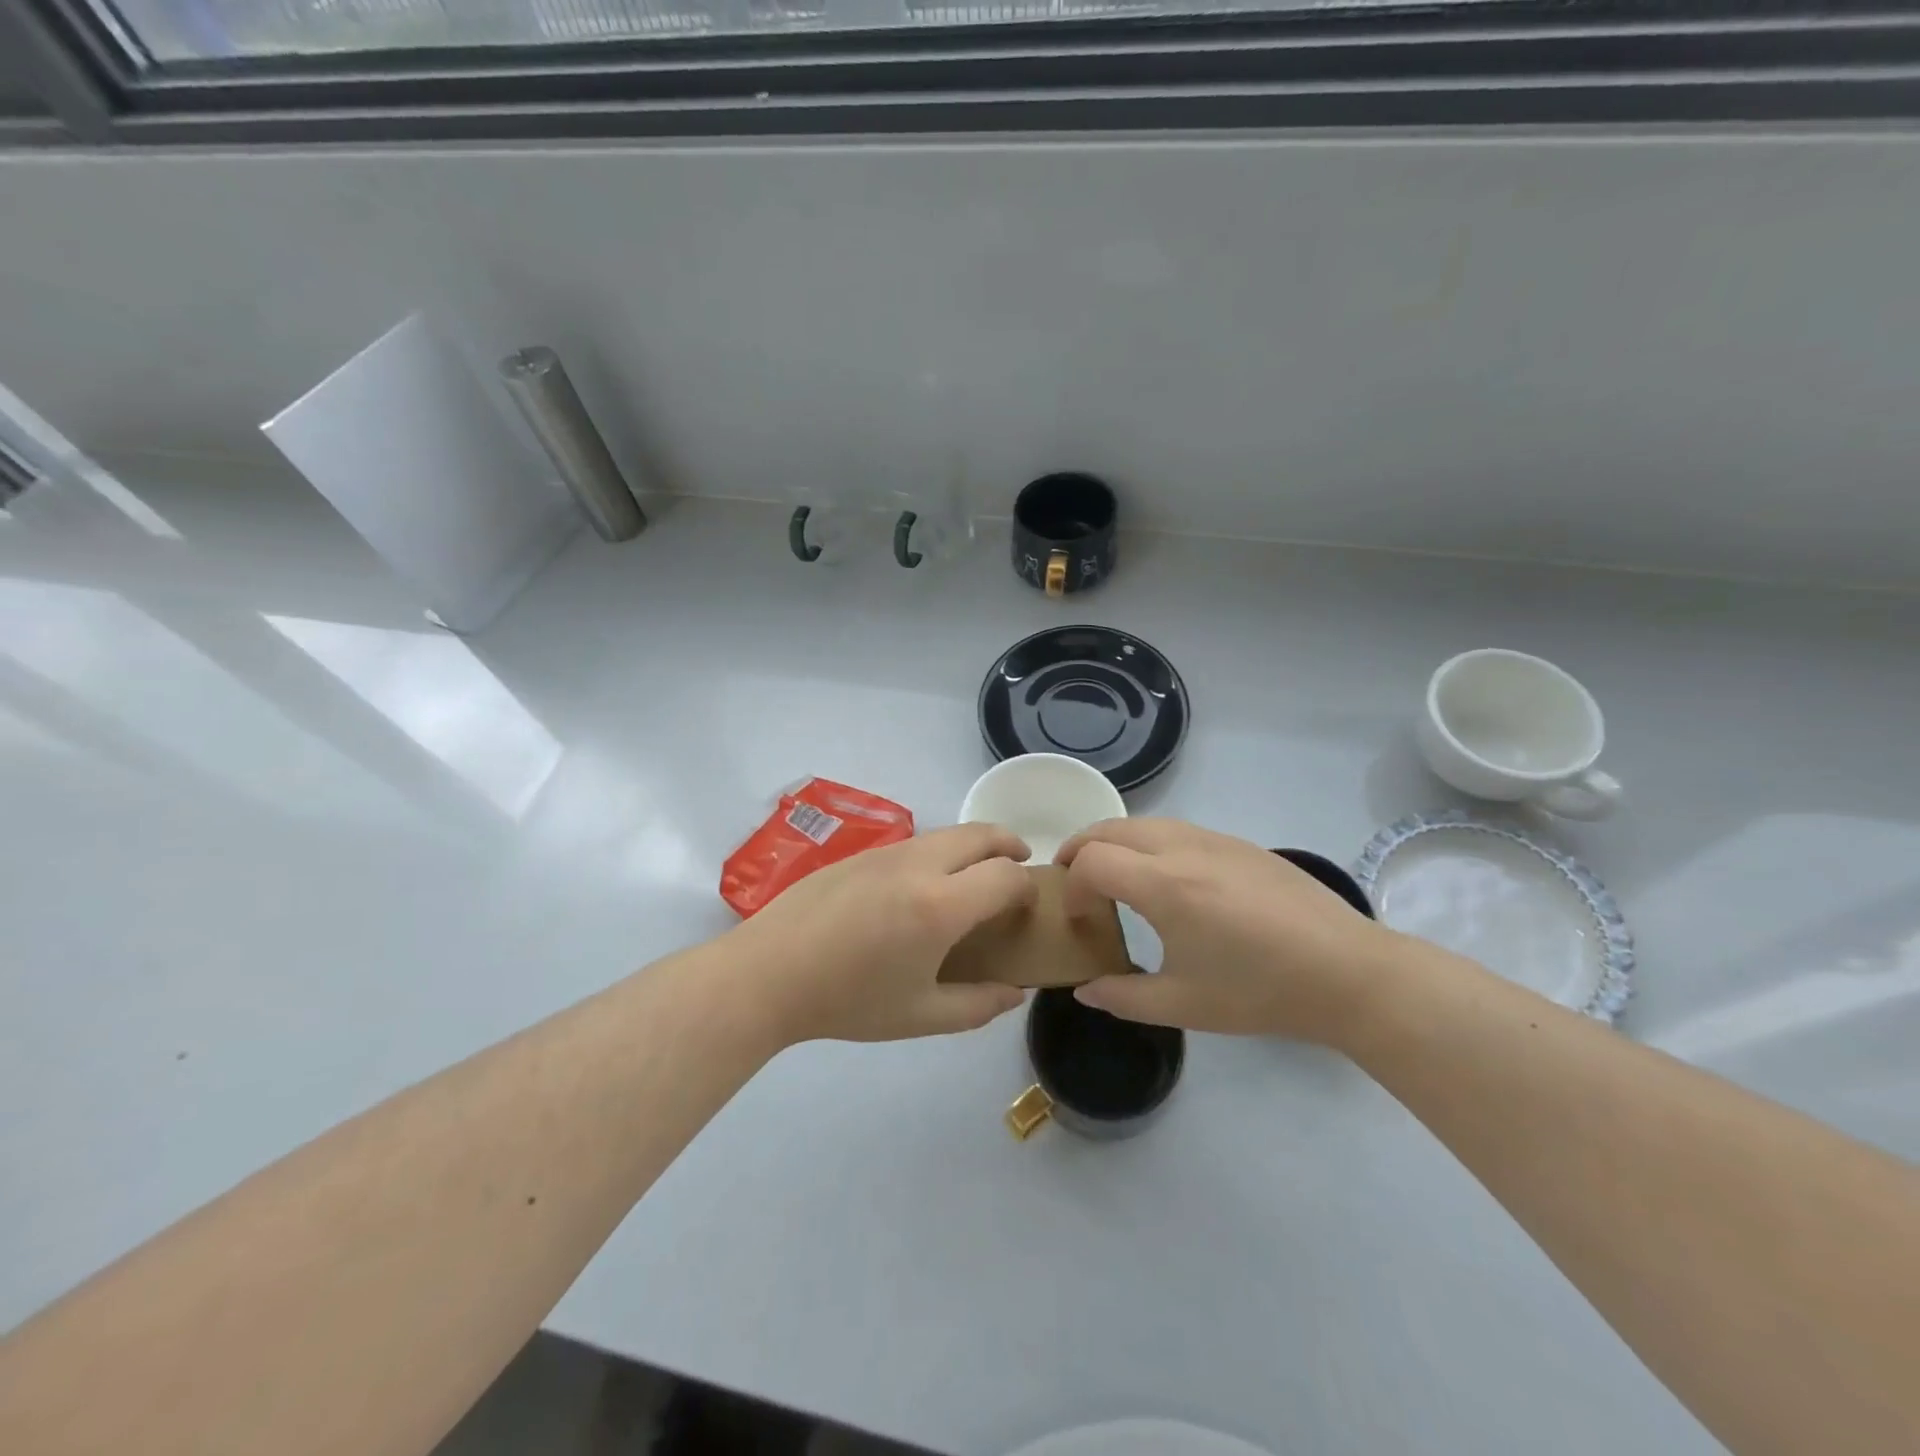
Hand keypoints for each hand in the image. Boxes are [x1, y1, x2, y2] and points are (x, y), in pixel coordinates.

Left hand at [724, 823, 1035, 1044]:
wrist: (769, 973)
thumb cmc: (849, 1001)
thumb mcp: (920, 1016)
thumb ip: (978, 1005)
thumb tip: (1016, 991)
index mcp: (941, 905)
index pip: (1007, 876)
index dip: (1027, 888)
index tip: (1027, 907)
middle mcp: (920, 865)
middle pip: (981, 834)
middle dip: (1010, 845)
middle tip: (1018, 867)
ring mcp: (887, 852)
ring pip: (947, 833)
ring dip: (973, 845)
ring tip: (974, 876)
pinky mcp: (861, 852)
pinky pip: (916, 842)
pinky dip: (939, 851)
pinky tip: (921, 886)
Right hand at [1056, 819, 1406, 1046]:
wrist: (1348, 973)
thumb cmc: (1261, 992)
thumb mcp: (1184, 1006)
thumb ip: (1123, 997)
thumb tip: (1085, 990)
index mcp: (1164, 885)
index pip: (1091, 861)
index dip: (1074, 888)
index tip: (1082, 922)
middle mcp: (1183, 848)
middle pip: (1110, 828)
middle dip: (1081, 850)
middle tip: (1074, 883)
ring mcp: (1215, 840)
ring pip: (1144, 822)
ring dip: (1115, 842)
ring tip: (1114, 878)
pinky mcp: (1240, 844)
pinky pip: (1177, 828)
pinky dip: (1149, 843)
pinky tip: (1168, 881)